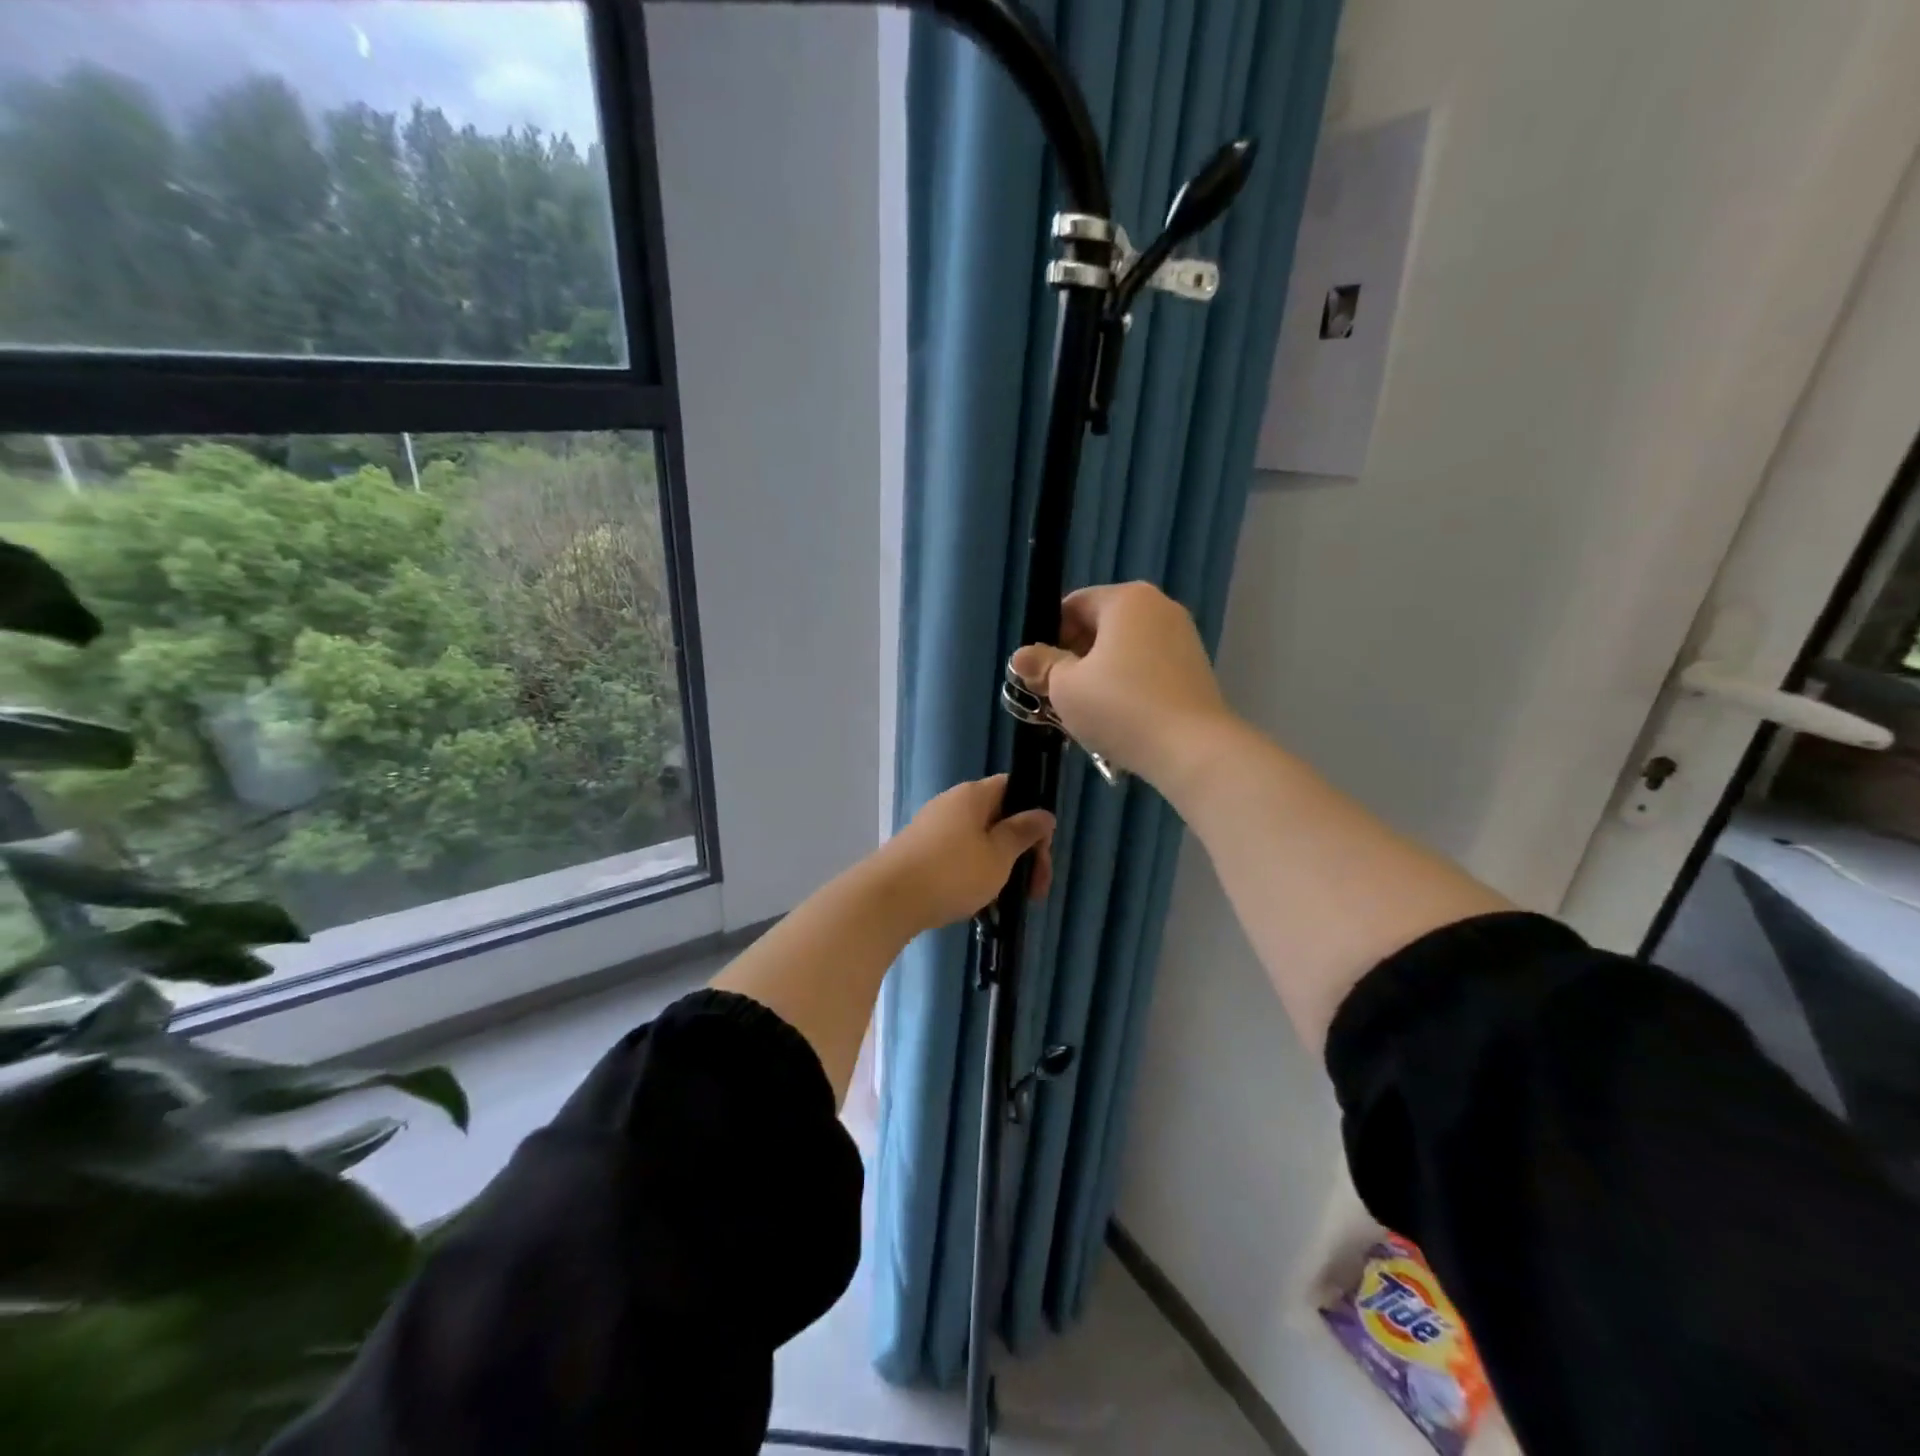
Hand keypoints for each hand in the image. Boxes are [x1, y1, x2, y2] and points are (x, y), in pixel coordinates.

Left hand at [880, 774, 1054, 930]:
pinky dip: (974, 876)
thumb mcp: (998, 855)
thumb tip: (1043, 813)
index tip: (1042, 853)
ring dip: (999, 869)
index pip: (1014, 789)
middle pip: (998, 819)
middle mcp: (952, 804)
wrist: (887, 900)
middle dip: (1021, 853)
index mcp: (973, 795)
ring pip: (979, 842)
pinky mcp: (919, 852)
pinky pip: (958, 858)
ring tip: (1004, 902)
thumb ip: (1023, 832)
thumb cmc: (952, 873)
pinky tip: (978, 905)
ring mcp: (933, 828)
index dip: (1034, 817)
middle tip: (1034, 890)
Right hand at [1009, 582, 1231, 790]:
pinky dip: (1127, 688)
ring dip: (1098, 677)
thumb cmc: (1120, 707)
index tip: (1039, 673)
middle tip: (1055, 697)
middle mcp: (1158, 607)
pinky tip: (1117, 720)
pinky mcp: (1194, 669)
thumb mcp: (1066, 687)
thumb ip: (1042, 666)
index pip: (1073, 605)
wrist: (1192, 749)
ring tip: (1085, 714)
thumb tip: (1021, 657)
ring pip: (1123, 652)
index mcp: (1126, 599)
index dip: (1048, 637)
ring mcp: (1182, 638)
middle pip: (1100, 627)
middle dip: (1073, 660)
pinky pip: (1147, 669)